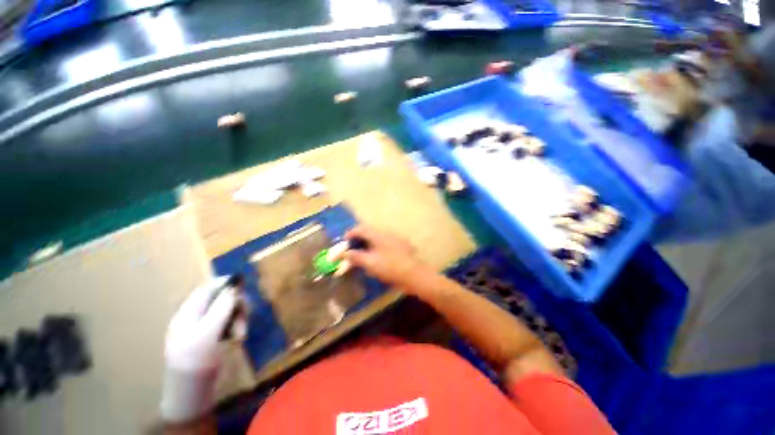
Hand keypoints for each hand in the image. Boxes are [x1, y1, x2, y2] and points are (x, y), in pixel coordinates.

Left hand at [161, 277, 237, 423]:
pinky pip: (227, 323)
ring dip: (238, 317)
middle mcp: (194, 317)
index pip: (207, 289)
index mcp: (187, 314)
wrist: (191, 396)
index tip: (244, 285)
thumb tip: (235, 284)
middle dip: (236, 304)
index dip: (225, 283)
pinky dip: (235, 326)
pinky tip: (238, 337)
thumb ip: (221, 308)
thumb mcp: (208, 334)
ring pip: (226, 311)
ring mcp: (202, 328)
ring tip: (242, 333)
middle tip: (246, 315)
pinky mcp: (211, 338)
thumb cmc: (195, 364)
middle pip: (220, 299)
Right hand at [344, 226, 435, 295]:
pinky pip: (385, 242)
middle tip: (352, 247)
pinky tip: (377, 255)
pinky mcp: (400, 245)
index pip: (361, 228)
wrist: (413, 274)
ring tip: (363, 252)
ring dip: (368, 242)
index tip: (344, 241)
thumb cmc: (389, 267)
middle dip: (359, 237)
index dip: (350, 233)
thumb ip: (356, 256)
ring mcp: (395, 238)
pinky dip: (377, 246)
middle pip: (369, 231)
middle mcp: (386, 233)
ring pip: (377, 236)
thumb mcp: (370, 263)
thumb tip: (346, 253)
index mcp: (378, 234)